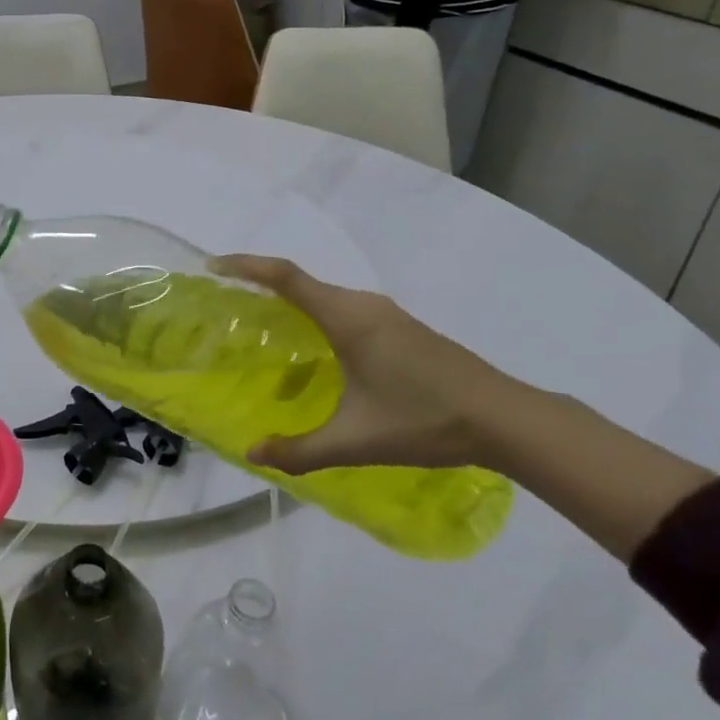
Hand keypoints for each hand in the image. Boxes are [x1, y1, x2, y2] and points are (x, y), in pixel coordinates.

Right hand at [210, 255, 531, 474]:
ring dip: (290, 302)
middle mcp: (363, 305)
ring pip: (325, 296)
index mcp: (347, 318)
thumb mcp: (356, 441)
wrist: (507, 419)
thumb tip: (252, 453)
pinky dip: (315, 315)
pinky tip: (315, 349)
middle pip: (301, 281)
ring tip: (263, 327)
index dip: (246, 265)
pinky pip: (344, 309)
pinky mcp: (401, 328)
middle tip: (228, 306)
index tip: (212, 267)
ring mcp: (386, 314)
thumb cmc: (425, 420)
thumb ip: (300, 450)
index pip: (286, 276)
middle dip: (260, 284)